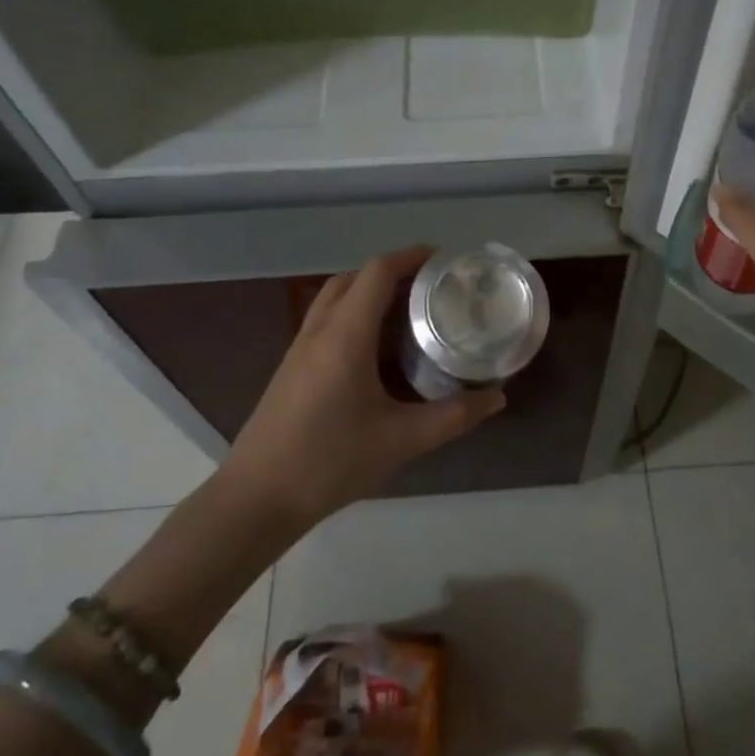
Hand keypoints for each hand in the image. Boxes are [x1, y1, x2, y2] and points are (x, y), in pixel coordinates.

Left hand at [221, 246, 505, 528]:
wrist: (257, 499)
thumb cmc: (329, 461)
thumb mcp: (401, 440)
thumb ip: (452, 417)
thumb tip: (497, 398)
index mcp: (345, 334)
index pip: (378, 271)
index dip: (411, 256)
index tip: (445, 260)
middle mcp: (320, 329)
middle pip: (355, 278)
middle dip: (394, 272)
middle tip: (432, 288)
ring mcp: (301, 347)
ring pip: (337, 298)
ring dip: (371, 293)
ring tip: (410, 313)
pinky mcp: (293, 367)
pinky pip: (327, 321)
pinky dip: (355, 315)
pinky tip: (378, 351)